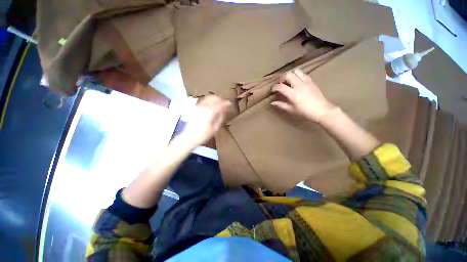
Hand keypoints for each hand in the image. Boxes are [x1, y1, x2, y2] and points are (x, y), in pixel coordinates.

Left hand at [182, 95, 230, 145]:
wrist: (189, 137)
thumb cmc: (203, 135)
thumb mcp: (215, 128)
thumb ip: (220, 118)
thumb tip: (225, 111)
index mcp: (210, 111)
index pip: (221, 103)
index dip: (227, 103)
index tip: (231, 105)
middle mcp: (204, 106)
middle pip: (215, 98)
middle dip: (222, 100)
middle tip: (226, 105)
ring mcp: (199, 105)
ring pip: (210, 97)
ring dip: (216, 99)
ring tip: (220, 104)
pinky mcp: (196, 107)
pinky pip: (205, 100)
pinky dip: (210, 100)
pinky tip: (213, 106)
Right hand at [271, 69, 336, 122]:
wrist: (322, 110)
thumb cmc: (307, 113)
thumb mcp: (293, 111)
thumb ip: (282, 105)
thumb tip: (273, 102)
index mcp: (293, 94)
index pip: (280, 87)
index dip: (274, 87)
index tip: (273, 90)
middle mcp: (299, 86)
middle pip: (287, 75)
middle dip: (282, 78)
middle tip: (283, 84)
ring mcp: (306, 82)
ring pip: (295, 71)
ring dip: (291, 75)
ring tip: (291, 80)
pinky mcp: (311, 81)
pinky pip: (303, 74)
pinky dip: (299, 75)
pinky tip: (299, 81)